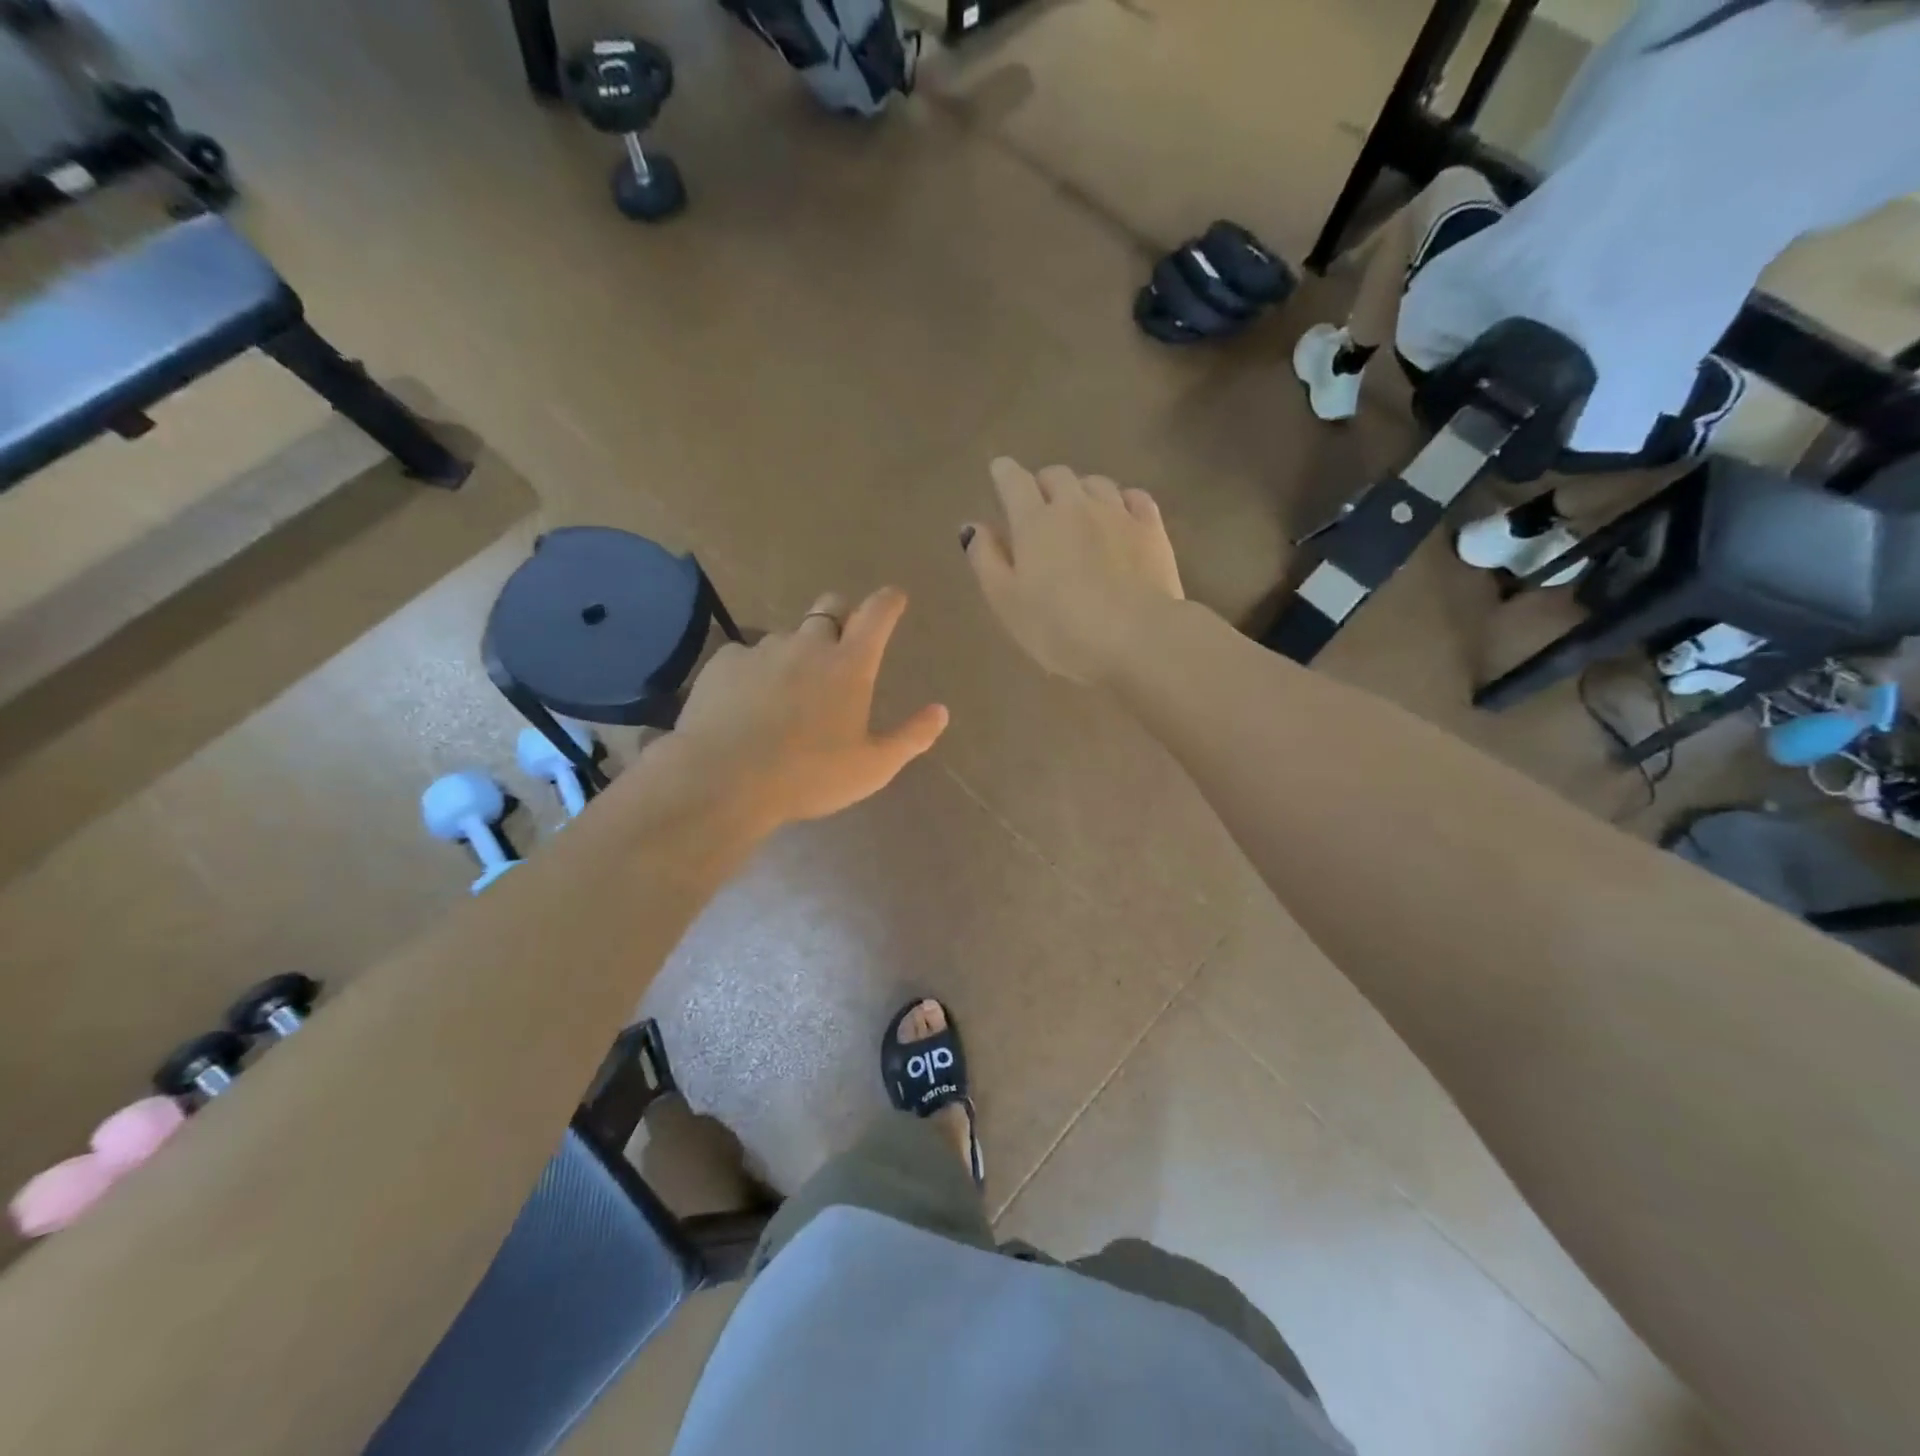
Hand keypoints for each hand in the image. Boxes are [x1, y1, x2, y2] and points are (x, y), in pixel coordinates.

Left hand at [664, 588, 948, 833]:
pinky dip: (754, 671)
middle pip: (829, 607)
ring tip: (786, 691)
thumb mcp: (873, 767)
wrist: (724, 779)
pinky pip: (746, 656)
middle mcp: (808, 645)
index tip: (894, 597)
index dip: (888, 601)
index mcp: (850, 665)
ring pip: (786, 636)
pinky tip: (746, 703)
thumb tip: (941, 711)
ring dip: (795, 652)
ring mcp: (763, 650)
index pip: (877, 614)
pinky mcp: (724, 662)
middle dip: (840, 614)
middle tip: (840, 644)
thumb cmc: (810, 775)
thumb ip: (911, 737)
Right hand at [962, 458, 1183, 683]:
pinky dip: (1120, 500)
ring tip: (1079, 514)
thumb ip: (986, 560)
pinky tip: (1119, 517)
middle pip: (1056, 475)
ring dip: (1081, 492)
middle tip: (1039, 507)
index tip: (1000, 473)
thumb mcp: (1007, 602)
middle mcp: (1075, 505)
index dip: (1004, 473)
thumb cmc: (1060, 629)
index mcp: (1034, 521)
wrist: (1137, 638)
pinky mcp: (1152, 529)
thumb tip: (973, 526)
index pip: (1013, 480)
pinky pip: (1134, 497)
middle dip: (1043, 484)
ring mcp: (1118, 513)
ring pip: (1095, 483)